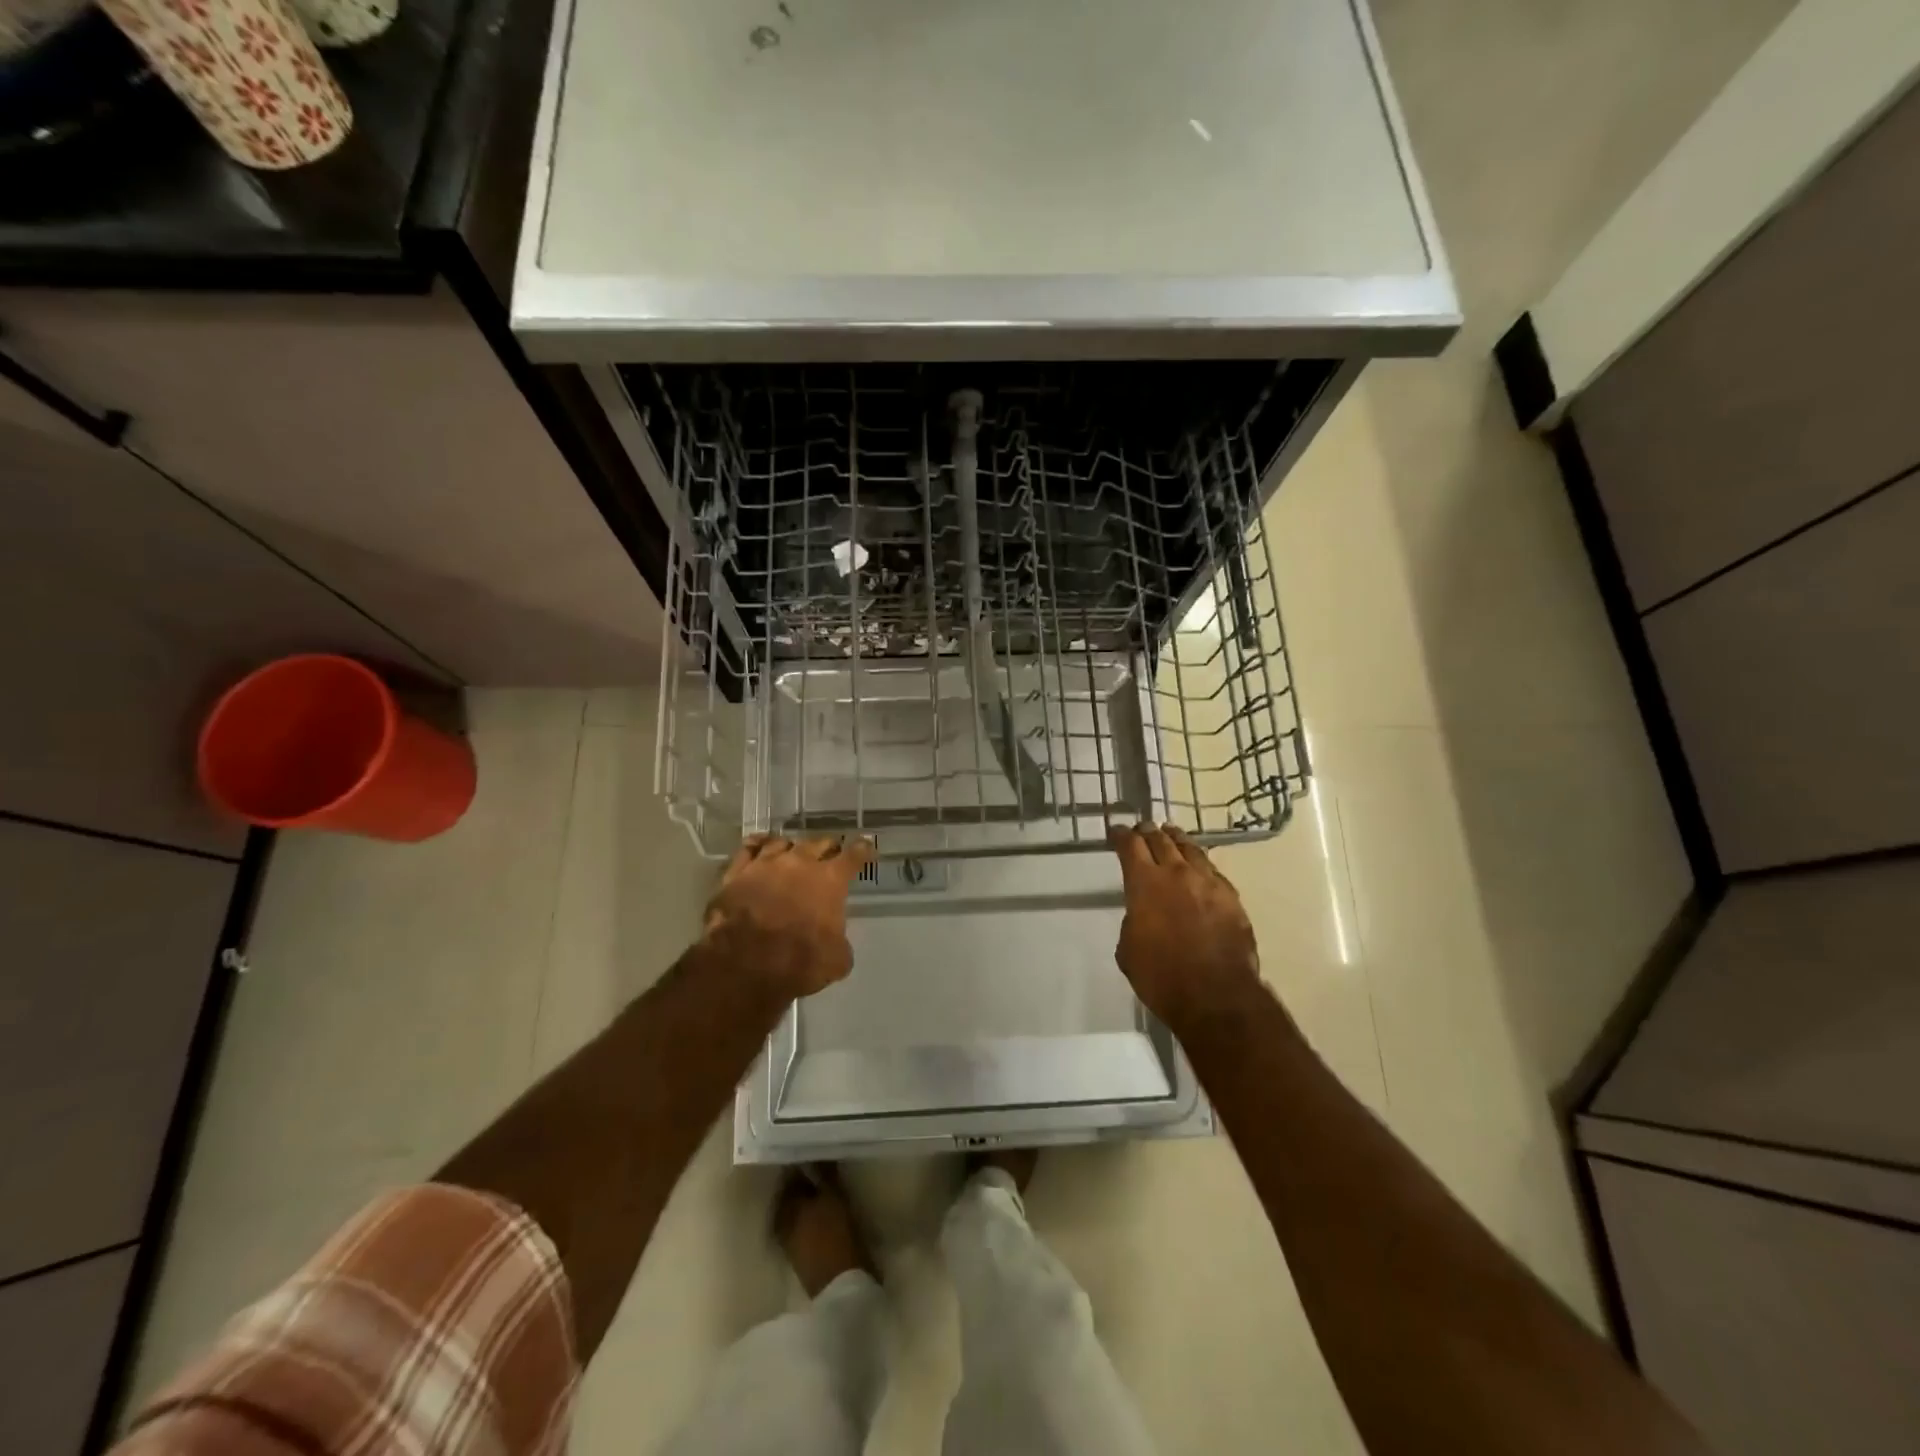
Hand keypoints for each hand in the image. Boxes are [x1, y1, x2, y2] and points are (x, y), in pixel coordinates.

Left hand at [704, 834, 874, 997]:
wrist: (744, 964)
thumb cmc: (799, 961)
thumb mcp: (836, 960)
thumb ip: (840, 942)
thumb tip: (835, 943)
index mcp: (830, 879)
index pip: (854, 854)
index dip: (863, 849)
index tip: (866, 846)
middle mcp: (800, 863)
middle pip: (818, 843)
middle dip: (827, 848)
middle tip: (830, 855)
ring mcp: (765, 864)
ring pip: (782, 842)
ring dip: (792, 847)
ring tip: (793, 852)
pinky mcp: (736, 873)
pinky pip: (748, 848)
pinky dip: (757, 844)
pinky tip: (759, 845)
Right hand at [1109, 823, 1261, 1030]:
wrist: (1216, 996)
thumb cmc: (1162, 977)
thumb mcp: (1128, 949)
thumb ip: (1133, 921)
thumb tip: (1142, 915)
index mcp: (1145, 883)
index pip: (1129, 845)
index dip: (1120, 835)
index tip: (1115, 831)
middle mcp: (1177, 873)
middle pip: (1161, 840)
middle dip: (1148, 832)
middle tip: (1142, 829)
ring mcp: (1209, 882)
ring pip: (1191, 849)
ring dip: (1177, 840)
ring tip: (1171, 834)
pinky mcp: (1232, 898)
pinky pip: (1212, 870)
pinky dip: (1200, 863)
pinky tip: (1199, 867)